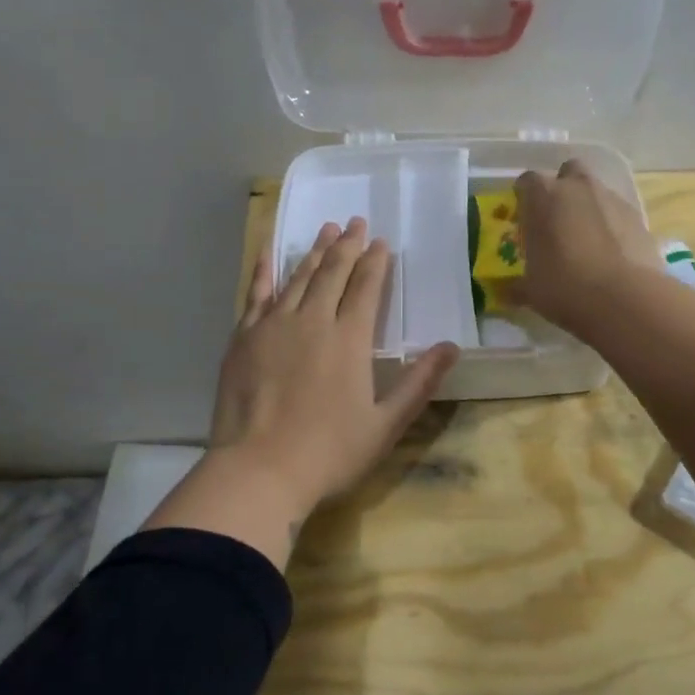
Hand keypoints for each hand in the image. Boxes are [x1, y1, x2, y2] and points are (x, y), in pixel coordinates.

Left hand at [212, 217, 459, 513]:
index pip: (366, 288)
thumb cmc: (328, 452)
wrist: (258, 471)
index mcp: (349, 339)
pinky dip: (264, 269)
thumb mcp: (385, 424)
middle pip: (332, 273)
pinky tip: (268, 251)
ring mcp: (273, 326)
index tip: (380, 242)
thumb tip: (452, 347)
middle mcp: (312, 320)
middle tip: (355, 222)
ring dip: (314, 252)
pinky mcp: (243, 337)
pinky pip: (256, 293)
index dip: (375, 262)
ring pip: (298, 277)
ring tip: (326, 230)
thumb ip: (419, 383)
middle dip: (347, 245)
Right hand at [513, 159, 659, 334]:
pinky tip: (611, 254)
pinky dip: (612, 226)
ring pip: (596, 191)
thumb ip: (516, 284)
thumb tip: (508, 291)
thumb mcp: (531, 290)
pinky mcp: (638, 217)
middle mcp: (577, 187)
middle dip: (563, 189)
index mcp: (543, 196)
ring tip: (586, 241)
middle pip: (568, 172)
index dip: (525, 198)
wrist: (625, 299)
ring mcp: (611, 198)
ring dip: (589, 207)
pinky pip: (618, 213)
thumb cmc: (565, 287)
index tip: (524, 218)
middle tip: (557, 220)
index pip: (527, 181)